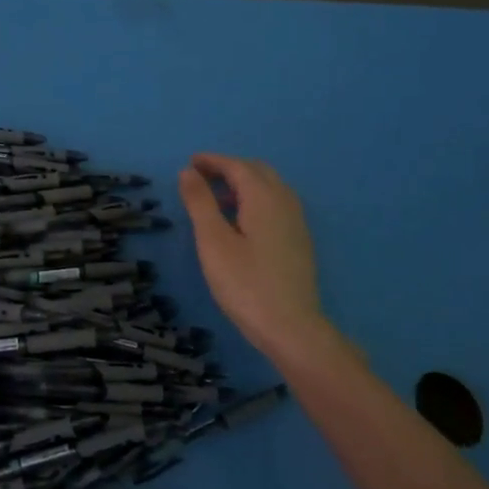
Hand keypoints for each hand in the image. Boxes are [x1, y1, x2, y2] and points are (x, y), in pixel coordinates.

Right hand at [178, 154, 343, 365]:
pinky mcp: (299, 241)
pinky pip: (277, 205)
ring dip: (244, 184)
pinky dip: (256, 200)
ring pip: (270, 189)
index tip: (190, 162)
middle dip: (230, 169)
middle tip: (202, 178)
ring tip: (218, 199)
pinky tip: (242, 222)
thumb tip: (188, 172)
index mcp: (264, 198)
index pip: (238, 167)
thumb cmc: (245, 283)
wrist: (290, 327)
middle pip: (258, 172)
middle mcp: (285, 203)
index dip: (213, 161)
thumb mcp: (213, 241)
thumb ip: (200, 203)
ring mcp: (296, 223)